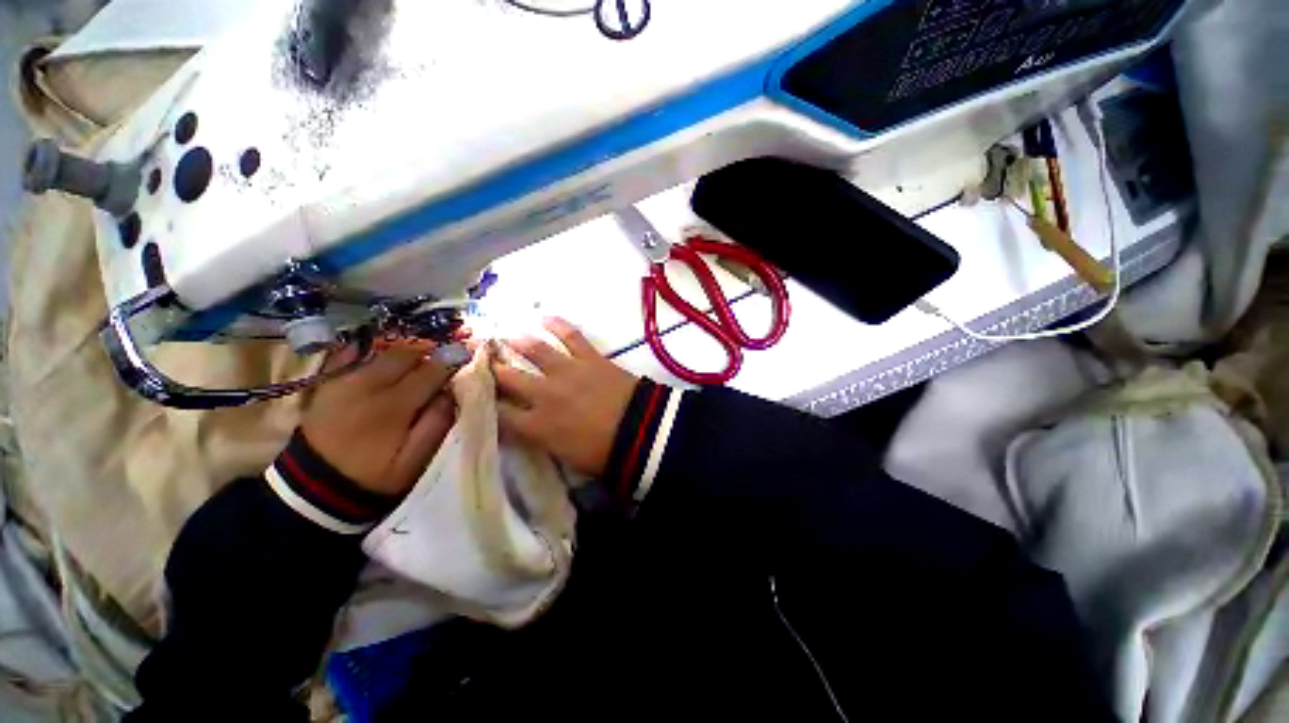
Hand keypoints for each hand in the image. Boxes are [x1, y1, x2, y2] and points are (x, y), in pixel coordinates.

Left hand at [301, 347, 456, 496]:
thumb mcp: (413, 462)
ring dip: (405, 354)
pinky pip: (353, 355)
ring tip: (416, 364)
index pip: (431, 371)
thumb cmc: (372, 477)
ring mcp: (342, 381)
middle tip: (440, 363)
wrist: (312, 489)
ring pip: (383, 352)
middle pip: (406, 353)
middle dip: (429, 353)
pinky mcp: (326, 383)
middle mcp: (367, 385)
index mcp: (393, 405)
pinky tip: (384, 361)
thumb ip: (437, 425)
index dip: (452, 361)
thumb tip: (450, 394)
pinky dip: (373, 353)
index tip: (466, 356)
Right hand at [495, 318, 637, 476]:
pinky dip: (558, 325)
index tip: (473, 392)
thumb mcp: (566, 457)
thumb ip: (542, 440)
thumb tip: (529, 428)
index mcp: (537, 425)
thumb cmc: (604, 453)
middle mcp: (544, 394)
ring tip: (505, 335)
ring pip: (535, 350)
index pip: (498, 412)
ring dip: (517, 342)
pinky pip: (571, 336)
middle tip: (480, 357)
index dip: (483, 402)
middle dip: (491, 368)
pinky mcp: (590, 358)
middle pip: (508, 377)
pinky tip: (545, 316)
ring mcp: (567, 371)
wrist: (641, 431)